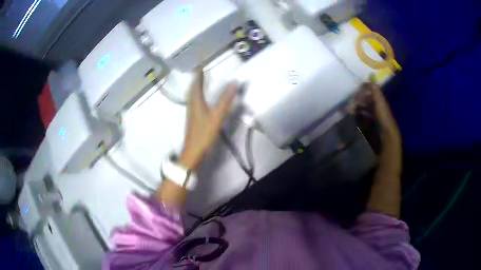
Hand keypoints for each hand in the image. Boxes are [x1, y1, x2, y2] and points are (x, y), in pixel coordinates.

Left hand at [180, 68, 236, 169]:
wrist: (193, 151)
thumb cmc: (204, 133)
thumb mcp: (217, 116)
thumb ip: (225, 100)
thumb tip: (233, 83)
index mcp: (196, 101)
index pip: (197, 83)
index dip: (198, 73)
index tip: (200, 64)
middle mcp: (192, 104)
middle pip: (193, 88)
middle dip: (196, 78)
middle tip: (201, 69)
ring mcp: (191, 111)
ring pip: (192, 94)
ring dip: (196, 85)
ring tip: (200, 80)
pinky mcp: (193, 118)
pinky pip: (194, 101)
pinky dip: (197, 94)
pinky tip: (201, 98)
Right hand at [353, 83, 400, 141]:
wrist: (386, 136)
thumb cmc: (383, 117)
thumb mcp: (379, 101)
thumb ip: (375, 90)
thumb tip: (371, 75)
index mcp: (379, 99)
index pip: (371, 90)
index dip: (364, 88)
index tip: (355, 88)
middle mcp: (376, 106)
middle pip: (366, 99)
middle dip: (358, 99)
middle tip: (350, 101)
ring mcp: (373, 115)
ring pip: (363, 108)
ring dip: (356, 107)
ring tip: (349, 109)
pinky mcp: (370, 123)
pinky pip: (362, 117)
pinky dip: (357, 115)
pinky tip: (353, 116)